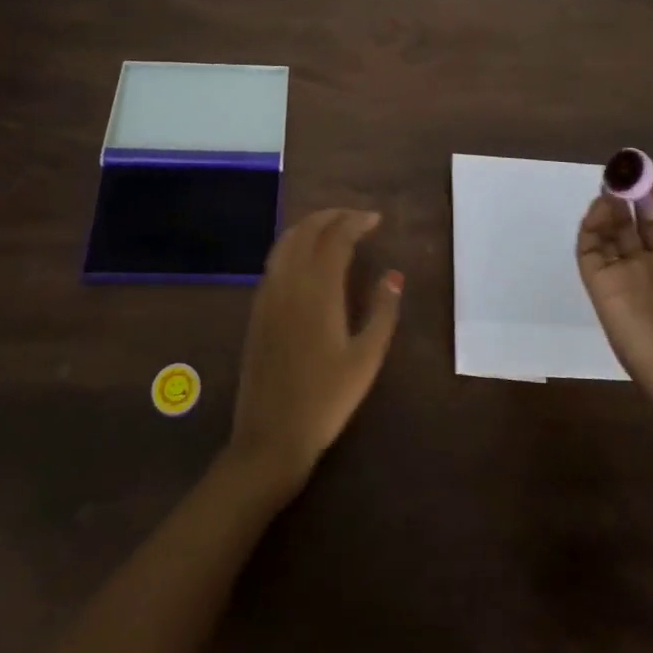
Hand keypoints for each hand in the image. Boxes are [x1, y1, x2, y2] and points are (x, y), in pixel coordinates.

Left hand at [228, 209, 402, 499]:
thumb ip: (383, 312)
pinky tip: (306, 257)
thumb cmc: (326, 400)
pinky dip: (292, 244)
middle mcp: (289, 283)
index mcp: (318, 290)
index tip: (376, 219)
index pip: (336, 238)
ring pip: (286, 242)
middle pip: (307, 231)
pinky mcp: (257, 309)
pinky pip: (274, 260)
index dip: (356, 221)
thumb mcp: (366, 359)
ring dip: (310, 226)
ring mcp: (268, 294)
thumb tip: (394, 275)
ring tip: (333, 227)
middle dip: (332, 216)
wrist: (271, 436)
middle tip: (357, 218)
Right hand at [577, 174, 652, 413]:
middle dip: (625, 195)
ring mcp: (621, 275)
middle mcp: (646, 263)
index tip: (643, 168)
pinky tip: (602, 211)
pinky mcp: (599, 286)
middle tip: (620, 172)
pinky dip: (591, 228)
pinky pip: (589, 251)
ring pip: (607, 232)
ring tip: (612, 188)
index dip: (651, 193)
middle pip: (629, 221)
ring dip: (608, 208)